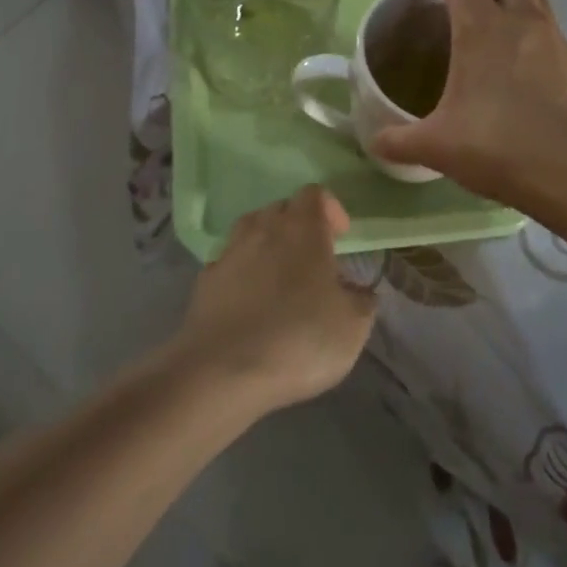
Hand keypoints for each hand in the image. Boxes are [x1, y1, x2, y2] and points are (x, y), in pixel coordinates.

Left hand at [174, 185, 376, 412]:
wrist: (223, 372)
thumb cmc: (299, 339)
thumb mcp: (352, 327)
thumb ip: (362, 300)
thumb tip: (359, 290)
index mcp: (302, 228)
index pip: (315, 194)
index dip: (331, 209)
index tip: (341, 238)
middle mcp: (263, 228)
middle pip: (282, 209)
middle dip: (299, 226)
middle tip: (314, 260)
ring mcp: (229, 252)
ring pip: (251, 230)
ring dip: (268, 245)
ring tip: (280, 278)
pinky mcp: (205, 280)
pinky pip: (229, 264)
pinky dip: (241, 274)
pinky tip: (249, 303)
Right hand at [371, 0, 566, 215]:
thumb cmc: (497, 147)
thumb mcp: (437, 146)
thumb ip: (399, 140)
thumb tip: (376, 140)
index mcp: (482, 29)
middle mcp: (522, 22)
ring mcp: (554, 40)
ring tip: (492, 24)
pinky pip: (549, 29)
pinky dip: (530, 31)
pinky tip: (518, 65)